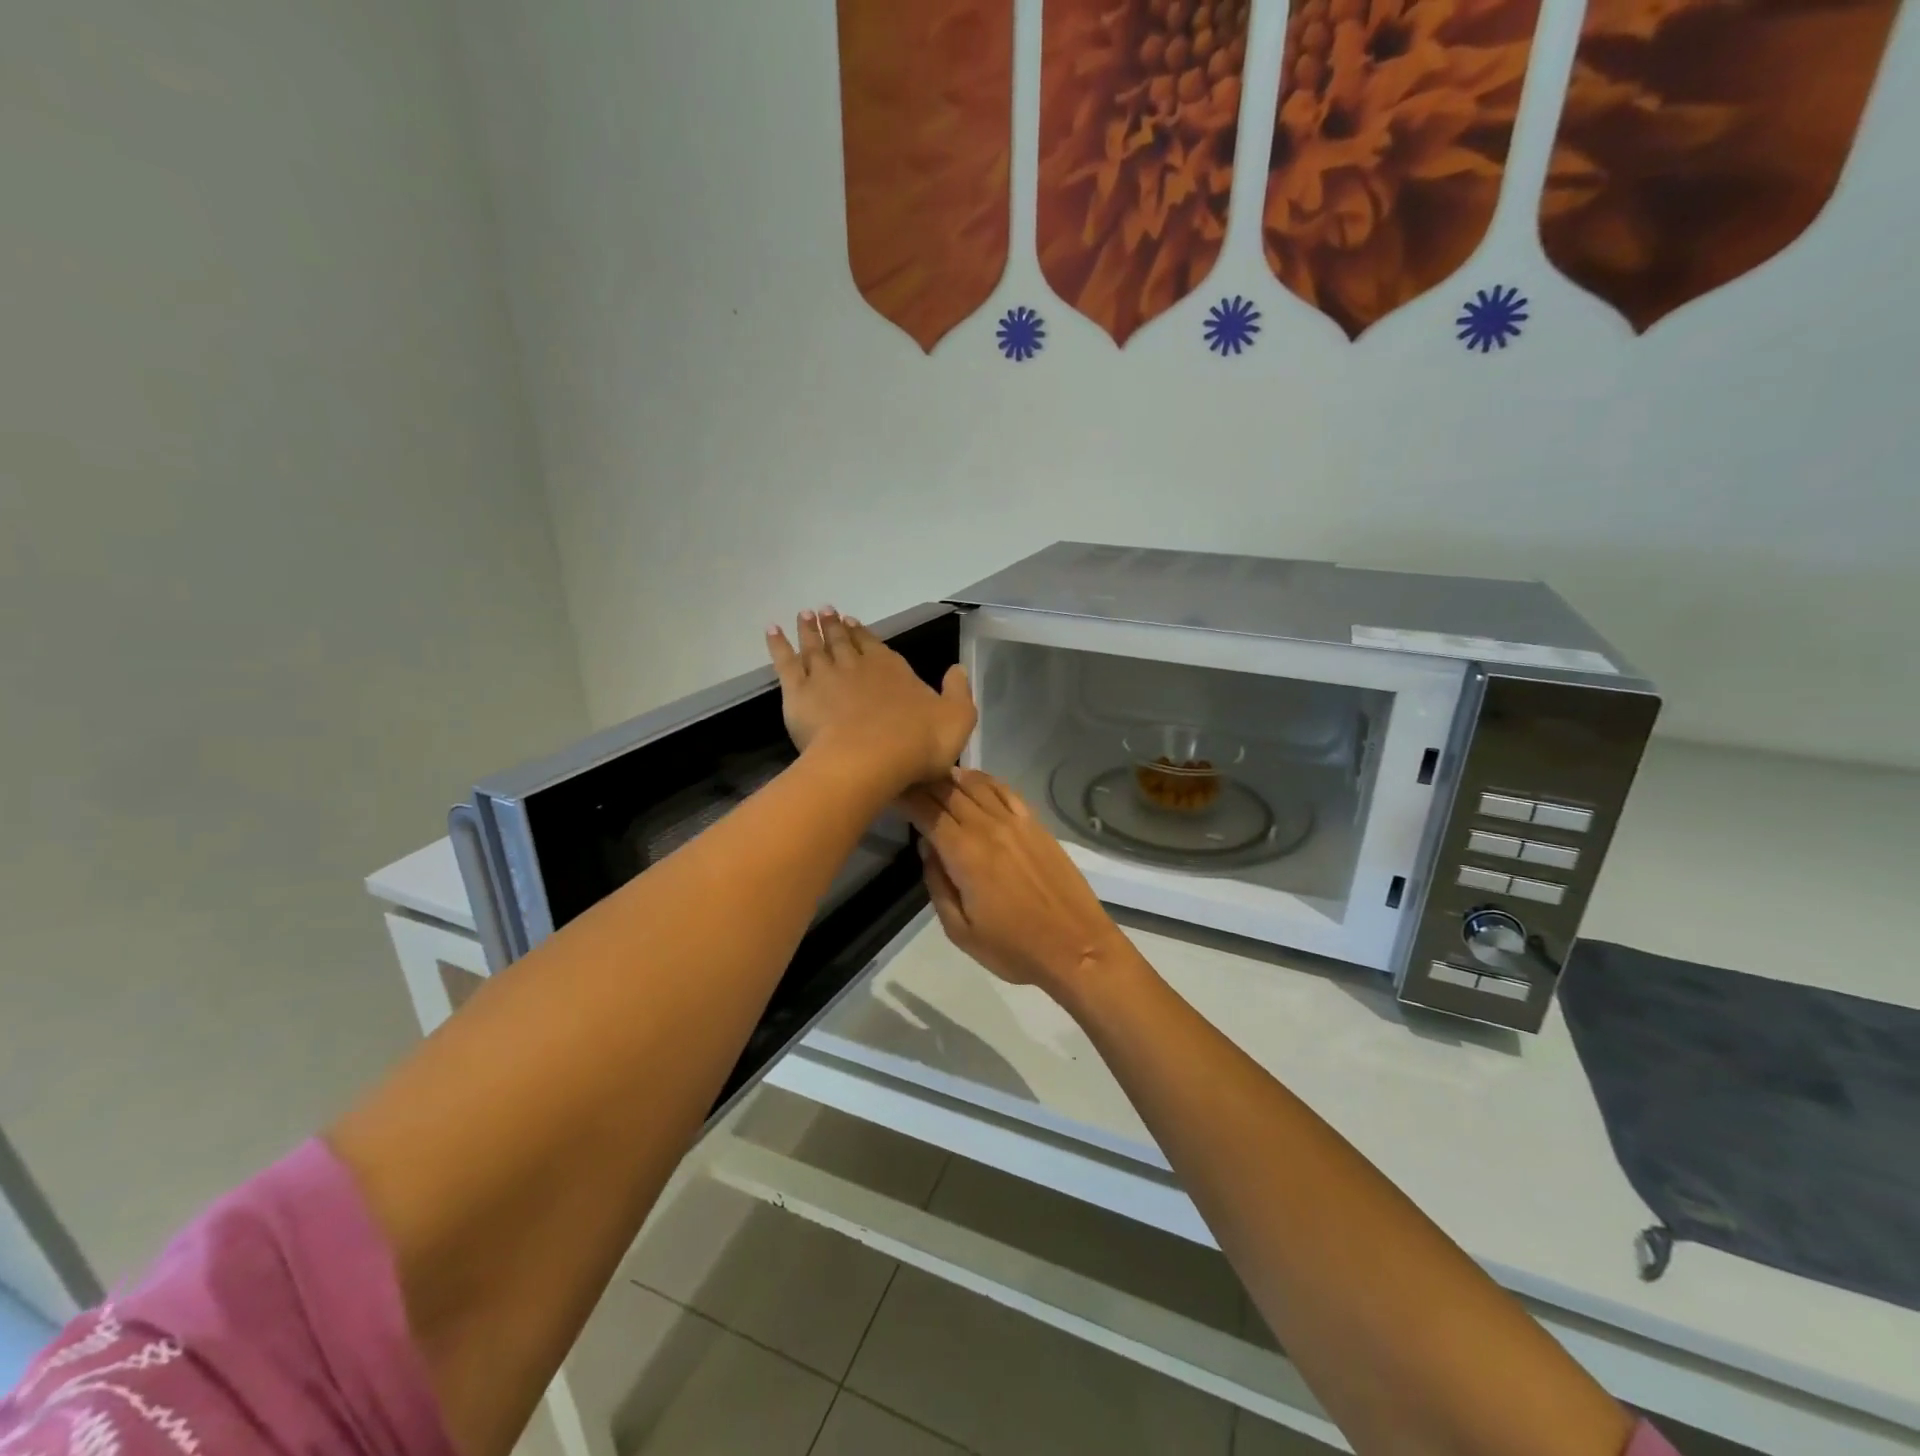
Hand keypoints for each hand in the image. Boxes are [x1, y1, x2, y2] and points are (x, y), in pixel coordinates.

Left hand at [767, 608, 975, 792]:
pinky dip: (778, 645)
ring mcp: (826, 677)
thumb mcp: (958, 719)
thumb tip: (957, 669)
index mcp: (893, 670)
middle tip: (823, 611)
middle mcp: (857, 666)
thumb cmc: (918, 743)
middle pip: (842, 642)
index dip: (863, 634)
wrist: (870, 761)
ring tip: (804, 615)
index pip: (875, 646)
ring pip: (814, 647)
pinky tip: (772, 631)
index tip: (852, 621)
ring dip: (809, 630)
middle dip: (833, 626)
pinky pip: (785, 663)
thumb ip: (958, 692)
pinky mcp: (799, 694)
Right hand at [899, 770, 1127, 997]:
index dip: (905, 797)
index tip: (887, 791)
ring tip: (932, 775)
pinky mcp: (1036, 825)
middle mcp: (989, 827)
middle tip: (903, 779)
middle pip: (949, 792)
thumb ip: (938, 885)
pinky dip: (985, 781)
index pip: (927, 811)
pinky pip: (1005, 791)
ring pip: (976, 786)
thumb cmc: (1014, 948)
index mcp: (965, 854)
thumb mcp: (960, 931)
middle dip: (922, 782)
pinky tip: (973, 780)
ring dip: (951, 777)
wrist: (1077, 947)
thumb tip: (928, 849)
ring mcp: (1016, 822)